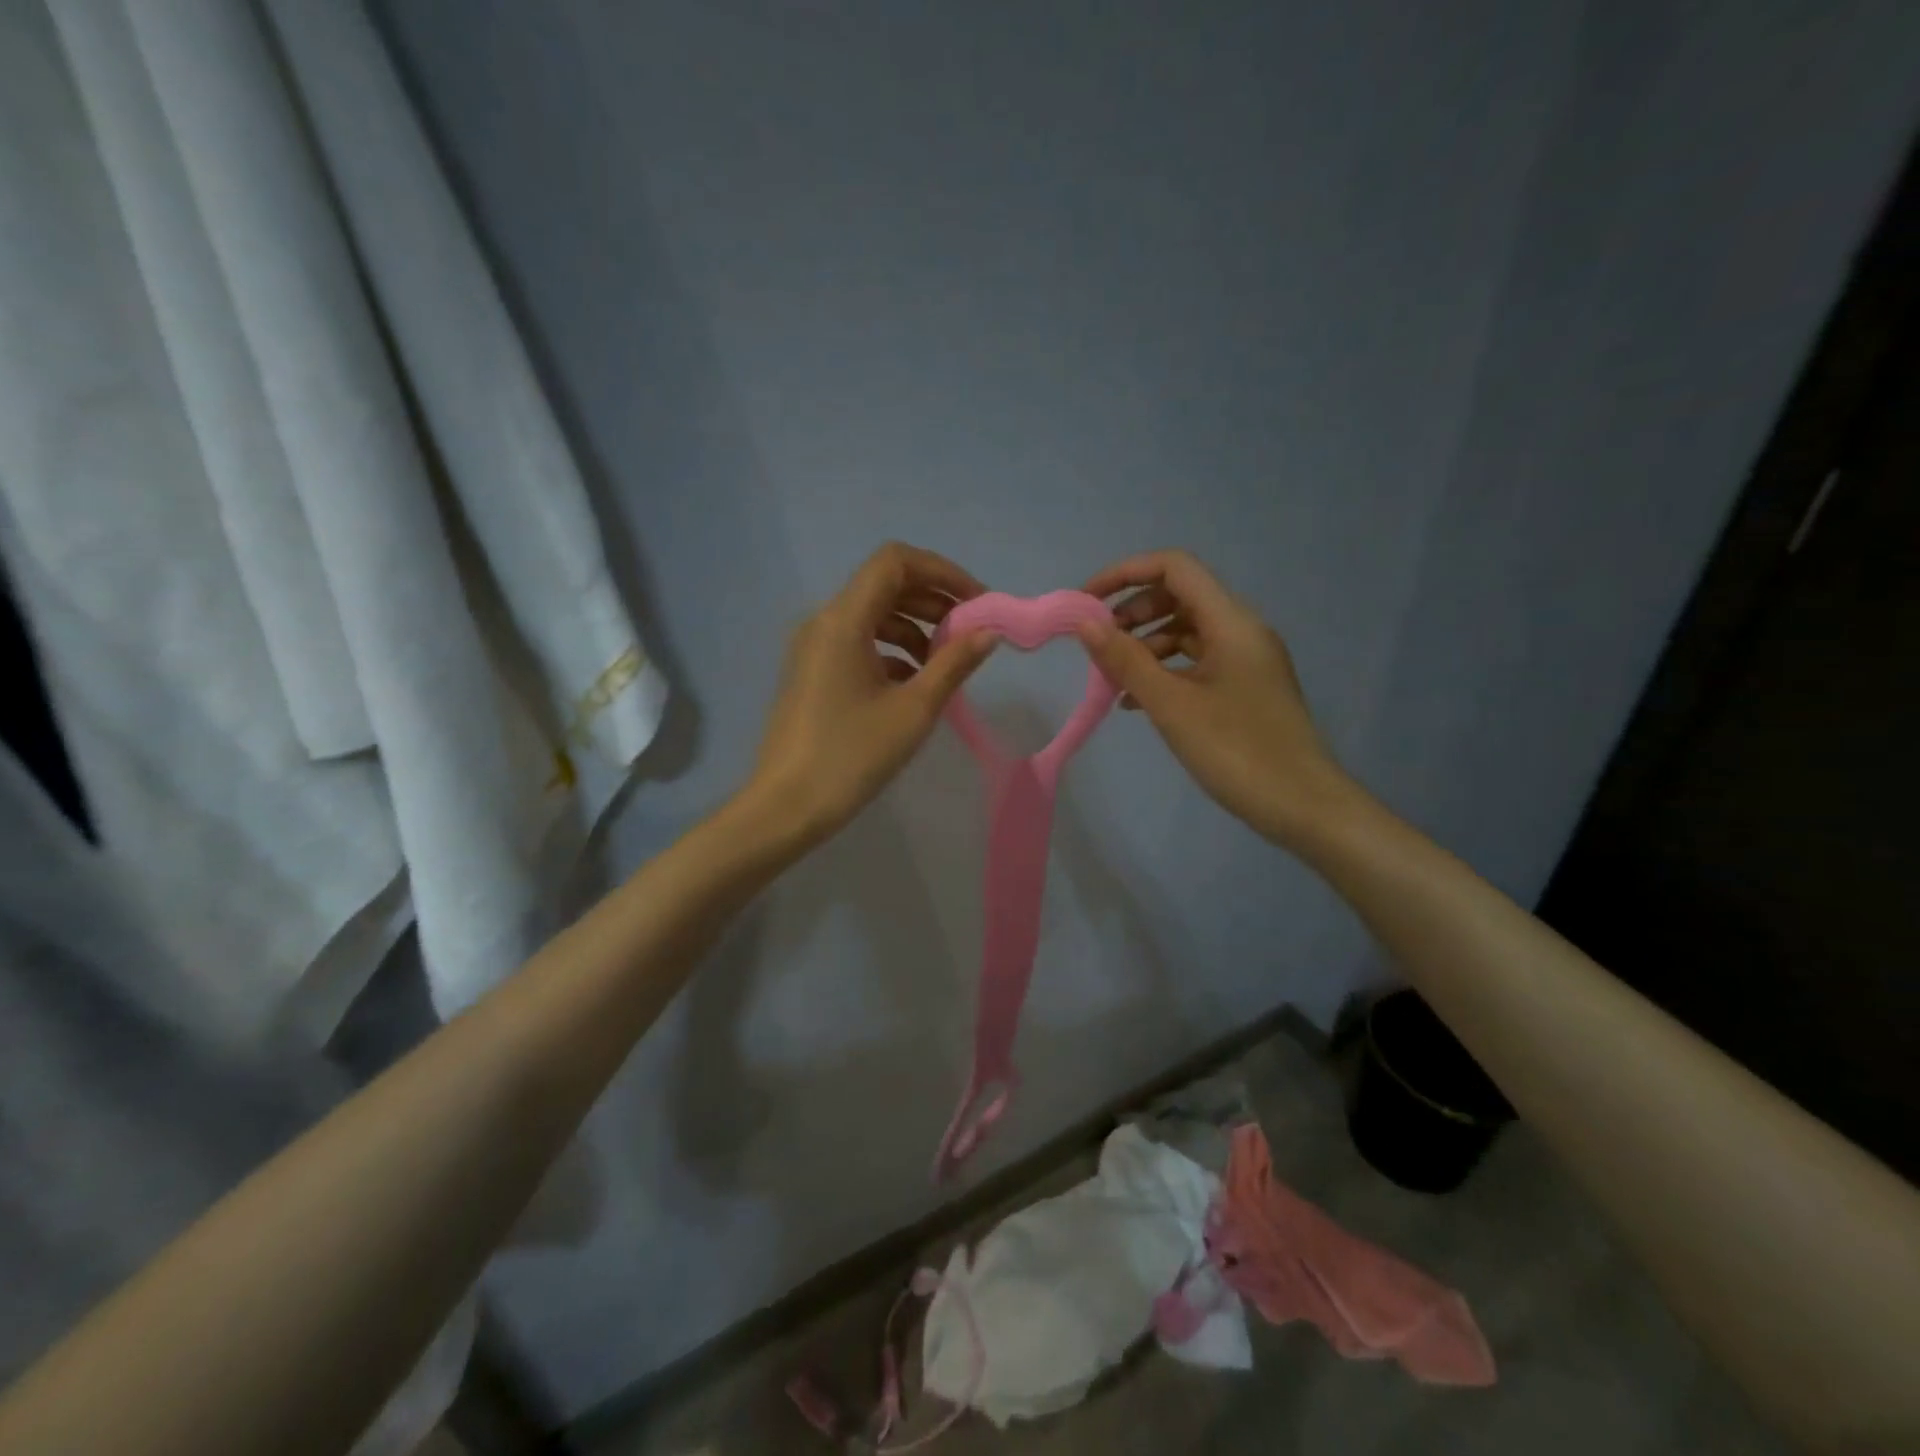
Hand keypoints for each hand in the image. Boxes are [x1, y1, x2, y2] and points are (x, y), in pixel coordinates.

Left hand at [747, 543, 995, 846]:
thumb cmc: (851, 756)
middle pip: (884, 585)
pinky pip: (858, 642)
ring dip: (915, 627)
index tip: (978, 602)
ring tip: (947, 662)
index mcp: (843, 620)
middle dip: (933, 600)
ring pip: (872, 615)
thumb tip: (988, 632)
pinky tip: (915, 683)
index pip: (895, 562)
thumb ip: (954, 664)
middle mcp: (823, 622)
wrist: (786, 807)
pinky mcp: (812, 672)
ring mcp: (813, 648)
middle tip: (971, 630)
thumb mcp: (913, 710)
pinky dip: (892, 650)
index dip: (942, 572)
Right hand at [1077, 550, 1359, 844]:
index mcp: (1231, 622)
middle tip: (1098, 644)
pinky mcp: (1245, 688)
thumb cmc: (1236, 751)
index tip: (1086, 602)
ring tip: (1112, 677)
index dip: (1126, 573)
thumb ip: (1126, 660)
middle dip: (1132, 612)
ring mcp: (1246, 660)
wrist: (1302, 806)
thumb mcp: (1172, 705)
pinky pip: (1197, 663)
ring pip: (1186, 632)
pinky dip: (1164, 671)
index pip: (1175, 567)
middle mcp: (1241, 631)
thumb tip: (1085, 623)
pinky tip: (1135, 702)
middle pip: (1179, 596)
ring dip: (1145, 645)